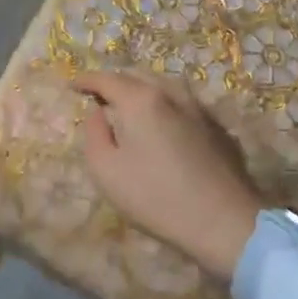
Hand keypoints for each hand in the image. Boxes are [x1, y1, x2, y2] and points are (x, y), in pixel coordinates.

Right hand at [75, 71, 261, 281]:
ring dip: (142, 90)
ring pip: (164, 86)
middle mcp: (171, 95)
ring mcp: (199, 109)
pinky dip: (164, 105)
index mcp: (141, 101)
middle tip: (99, 95)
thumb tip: (98, 113)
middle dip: (115, 82)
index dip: (87, 79)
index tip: (73, 84)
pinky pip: (183, 103)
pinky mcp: (218, 128)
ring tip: (130, 105)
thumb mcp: (106, 170)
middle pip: (137, 77)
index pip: (107, 79)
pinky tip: (162, 123)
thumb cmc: (156, 197)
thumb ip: (94, 134)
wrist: (225, 221)